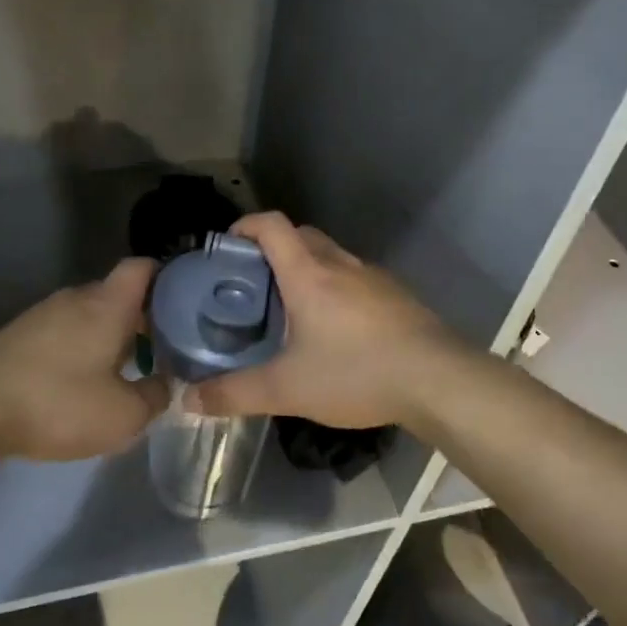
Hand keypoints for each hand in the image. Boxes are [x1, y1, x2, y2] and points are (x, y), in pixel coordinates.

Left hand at [0, 259, 166, 461]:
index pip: (143, 267)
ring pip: (87, 315)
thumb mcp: (123, 415)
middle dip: (139, 318)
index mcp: (108, 304)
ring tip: (120, 371)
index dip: (165, 277)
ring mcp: (42, 313)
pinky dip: (76, 350)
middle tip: (159, 349)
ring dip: (106, 337)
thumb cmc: (58, 403)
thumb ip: (155, 397)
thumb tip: (166, 384)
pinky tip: (76, 384)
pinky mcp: (16, 335)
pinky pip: (60, 333)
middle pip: (117, 294)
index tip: (183, 303)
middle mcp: (76, 298)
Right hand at [191, 213, 477, 431]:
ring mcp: (373, 277)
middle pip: (300, 235)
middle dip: (272, 250)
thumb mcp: (288, 389)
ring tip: (291, 310)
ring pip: (331, 256)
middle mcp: (340, 263)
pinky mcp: (396, 295)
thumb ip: (236, 394)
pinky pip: (355, 279)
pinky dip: (336, 289)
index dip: (244, 225)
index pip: (271, 225)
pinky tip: (336, 331)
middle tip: (253, 285)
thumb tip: (189, 400)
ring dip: (307, 269)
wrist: (438, 379)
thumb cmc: (357, 372)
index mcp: (308, 273)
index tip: (226, 246)